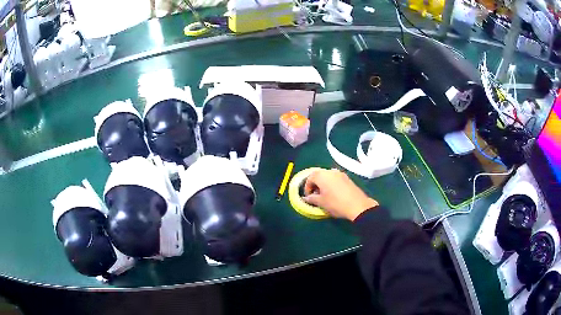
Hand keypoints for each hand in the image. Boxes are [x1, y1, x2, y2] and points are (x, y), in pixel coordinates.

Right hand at [303, 168, 378, 220]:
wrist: (357, 205)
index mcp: (321, 175)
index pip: (310, 178)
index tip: (309, 197)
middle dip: (315, 184)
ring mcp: (340, 173)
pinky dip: (331, 184)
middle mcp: (330, 171)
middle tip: (315, 195)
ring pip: (328, 176)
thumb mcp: (321, 202)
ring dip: (324, 184)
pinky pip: (335, 179)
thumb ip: (311, 198)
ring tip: (324, 195)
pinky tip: (334, 194)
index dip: (307, 188)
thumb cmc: (335, 203)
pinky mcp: (347, 178)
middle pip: (319, 175)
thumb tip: (306, 198)